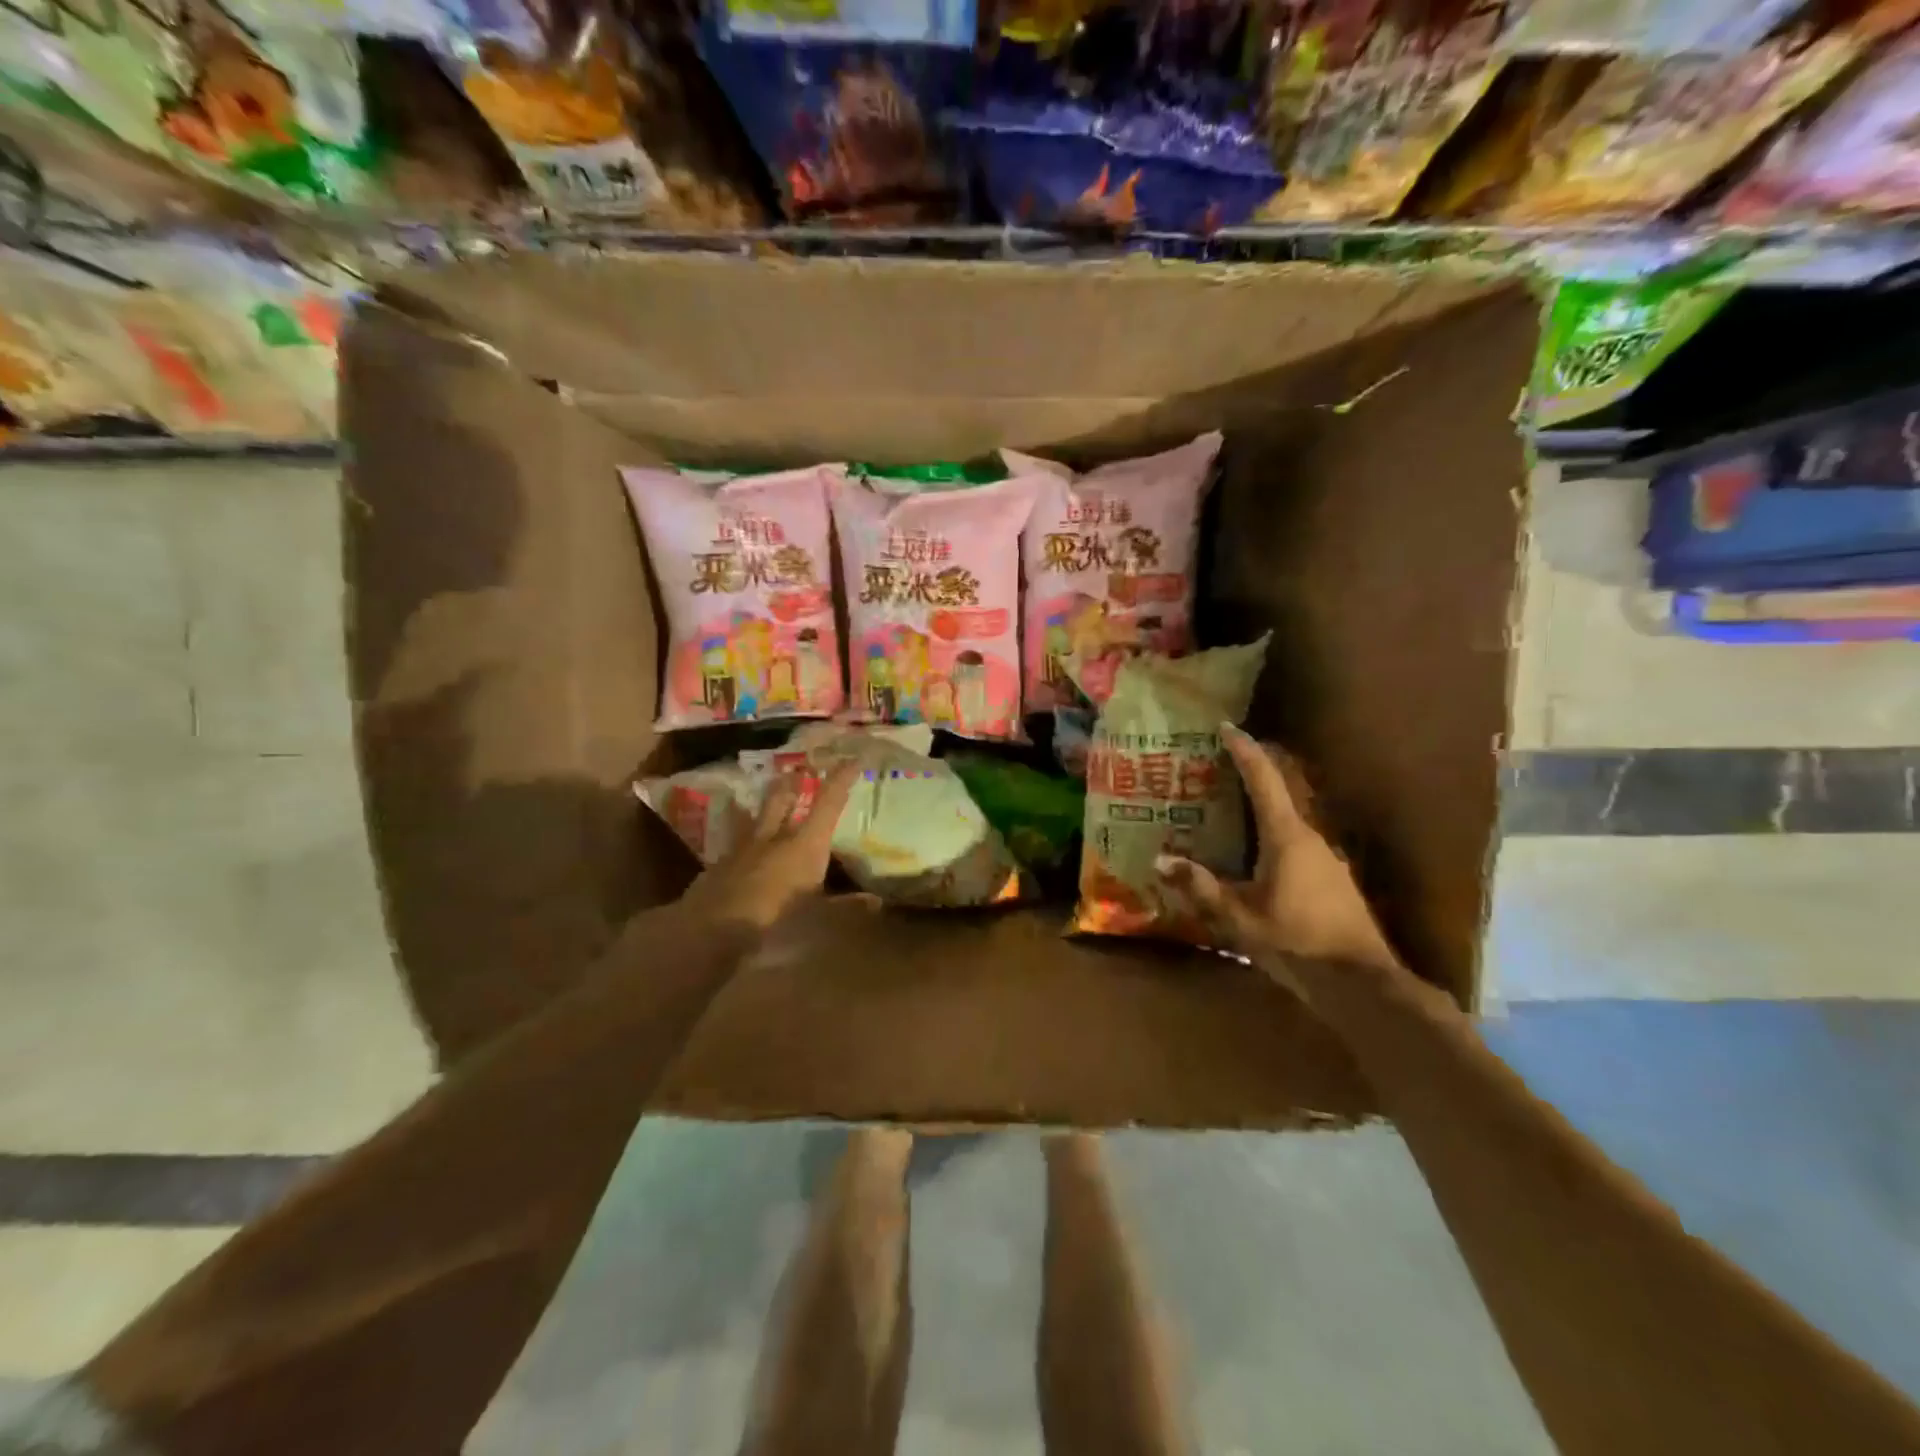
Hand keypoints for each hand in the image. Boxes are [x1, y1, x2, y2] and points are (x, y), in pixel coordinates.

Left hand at [680, 761, 861, 931]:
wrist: (709, 933)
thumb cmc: (774, 923)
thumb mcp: (817, 921)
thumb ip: (845, 908)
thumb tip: (875, 901)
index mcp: (805, 845)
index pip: (828, 804)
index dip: (841, 780)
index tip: (852, 759)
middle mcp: (775, 838)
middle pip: (784, 799)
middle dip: (795, 782)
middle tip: (802, 769)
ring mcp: (743, 848)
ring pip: (757, 814)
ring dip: (768, 801)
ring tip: (772, 789)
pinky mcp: (720, 865)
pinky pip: (737, 840)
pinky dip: (744, 832)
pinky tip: (743, 840)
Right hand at [1156, 723, 1398, 991]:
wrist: (1362, 983)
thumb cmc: (1297, 943)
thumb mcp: (1239, 918)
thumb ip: (1200, 887)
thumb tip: (1161, 860)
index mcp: (1286, 836)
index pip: (1264, 778)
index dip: (1244, 749)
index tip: (1225, 727)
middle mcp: (1310, 837)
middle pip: (1281, 792)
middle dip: (1252, 774)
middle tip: (1218, 768)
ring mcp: (1326, 858)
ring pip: (1288, 820)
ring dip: (1262, 808)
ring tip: (1228, 812)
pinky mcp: (1332, 879)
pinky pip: (1296, 843)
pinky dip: (1272, 835)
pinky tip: (1256, 858)